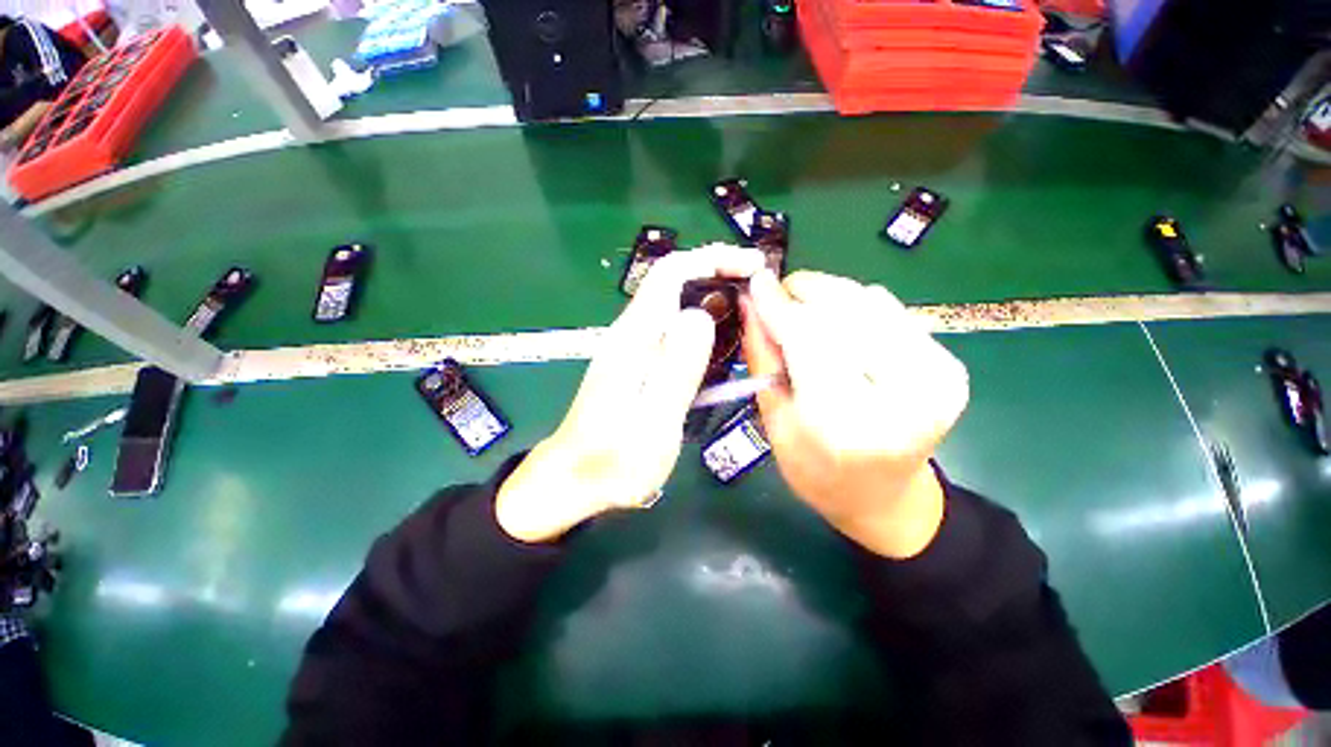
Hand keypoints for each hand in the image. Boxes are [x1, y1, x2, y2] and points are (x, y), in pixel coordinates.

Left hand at [496, 244, 766, 542]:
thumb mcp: (653, 420)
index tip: (752, 266)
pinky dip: (702, 326)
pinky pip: (673, 331)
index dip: (711, 258)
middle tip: (759, 294)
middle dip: (717, 275)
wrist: (574, 479)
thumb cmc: (614, 459)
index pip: (670, 273)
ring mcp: (632, 348)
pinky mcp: (636, 363)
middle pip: (674, 283)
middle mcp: (631, 334)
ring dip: (712, 301)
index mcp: (634, 338)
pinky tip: (721, 346)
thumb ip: (676, 368)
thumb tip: (700, 316)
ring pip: (675, 306)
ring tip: (749, 316)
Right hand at [743, 270, 969, 557]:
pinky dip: (856, 308)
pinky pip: (891, 311)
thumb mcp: (775, 423)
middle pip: (844, 311)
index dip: (779, 306)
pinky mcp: (948, 365)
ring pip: (870, 302)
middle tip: (777, 295)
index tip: (756, 281)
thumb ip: (763, 358)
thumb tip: (751, 303)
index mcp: (847, 423)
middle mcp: (903, 395)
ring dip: (829, 297)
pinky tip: (838, 325)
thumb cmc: (817, 472)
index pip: (809, 339)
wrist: (884, 498)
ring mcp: (936, 377)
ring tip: (804, 312)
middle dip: (804, 293)